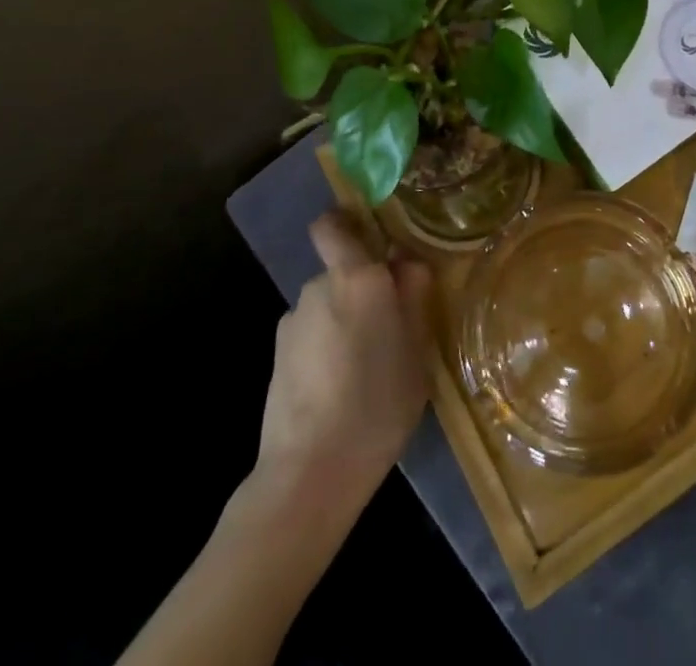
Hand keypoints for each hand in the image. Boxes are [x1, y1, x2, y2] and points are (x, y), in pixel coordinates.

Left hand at [256, 212, 431, 507]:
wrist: (309, 472)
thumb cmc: (377, 403)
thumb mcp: (417, 349)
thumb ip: (414, 296)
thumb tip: (407, 261)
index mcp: (356, 277)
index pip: (333, 225)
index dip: (347, 223)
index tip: (373, 242)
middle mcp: (319, 287)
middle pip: (342, 272)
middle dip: (363, 290)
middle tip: (390, 329)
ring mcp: (293, 321)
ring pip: (328, 306)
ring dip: (345, 323)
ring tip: (366, 368)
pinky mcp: (277, 355)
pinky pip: (311, 335)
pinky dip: (325, 350)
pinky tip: (338, 389)